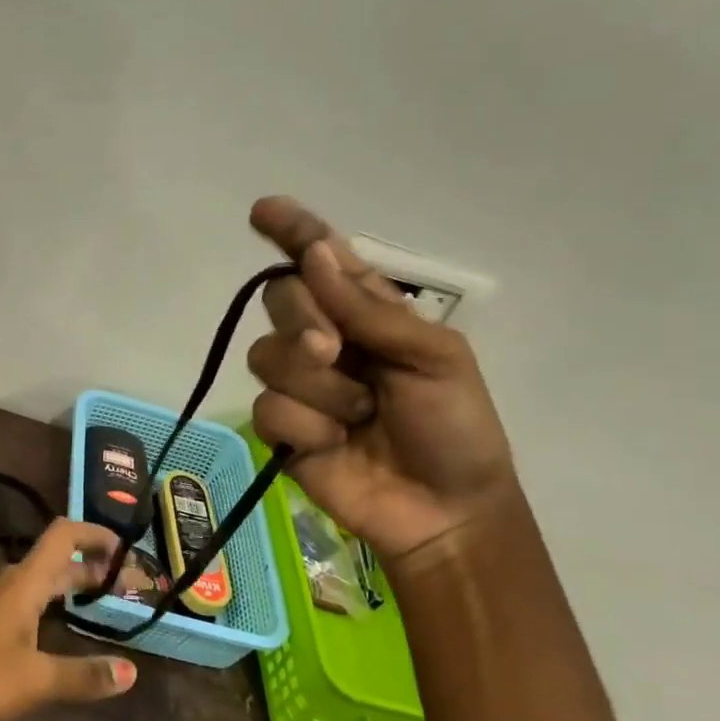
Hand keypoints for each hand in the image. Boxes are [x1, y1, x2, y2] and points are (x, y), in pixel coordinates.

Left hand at [0, 519, 137, 720]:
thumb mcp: (36, 680)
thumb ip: (83, 675)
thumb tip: (132, 671)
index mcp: (23, 583)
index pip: (62, 535)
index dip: (94, 533)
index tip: (125, 549)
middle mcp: (9, 585)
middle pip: (55, 560)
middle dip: (91, 565)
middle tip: (125, 584)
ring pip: (40, 582)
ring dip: (71, 584)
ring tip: (101, 601)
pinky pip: (28, 601)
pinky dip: (53, 604)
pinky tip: (61, 628)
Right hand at [247, 196, 516, 561]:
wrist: (445, 509)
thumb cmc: (455, 427)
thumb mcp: (434, 358)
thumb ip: (370, 311)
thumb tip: (314, 256)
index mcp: (365, 313)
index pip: (319, 260)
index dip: (292, 232)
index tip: (264, 210)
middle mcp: (323, 338)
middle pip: (280, 299)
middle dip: (304, 321)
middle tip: (337, 351)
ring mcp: (299, 384)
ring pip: (267, 356)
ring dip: (319, 388)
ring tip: (360, 414)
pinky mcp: (281, 427)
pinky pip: (269, 408)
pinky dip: (306, 427)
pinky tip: (334, 444)